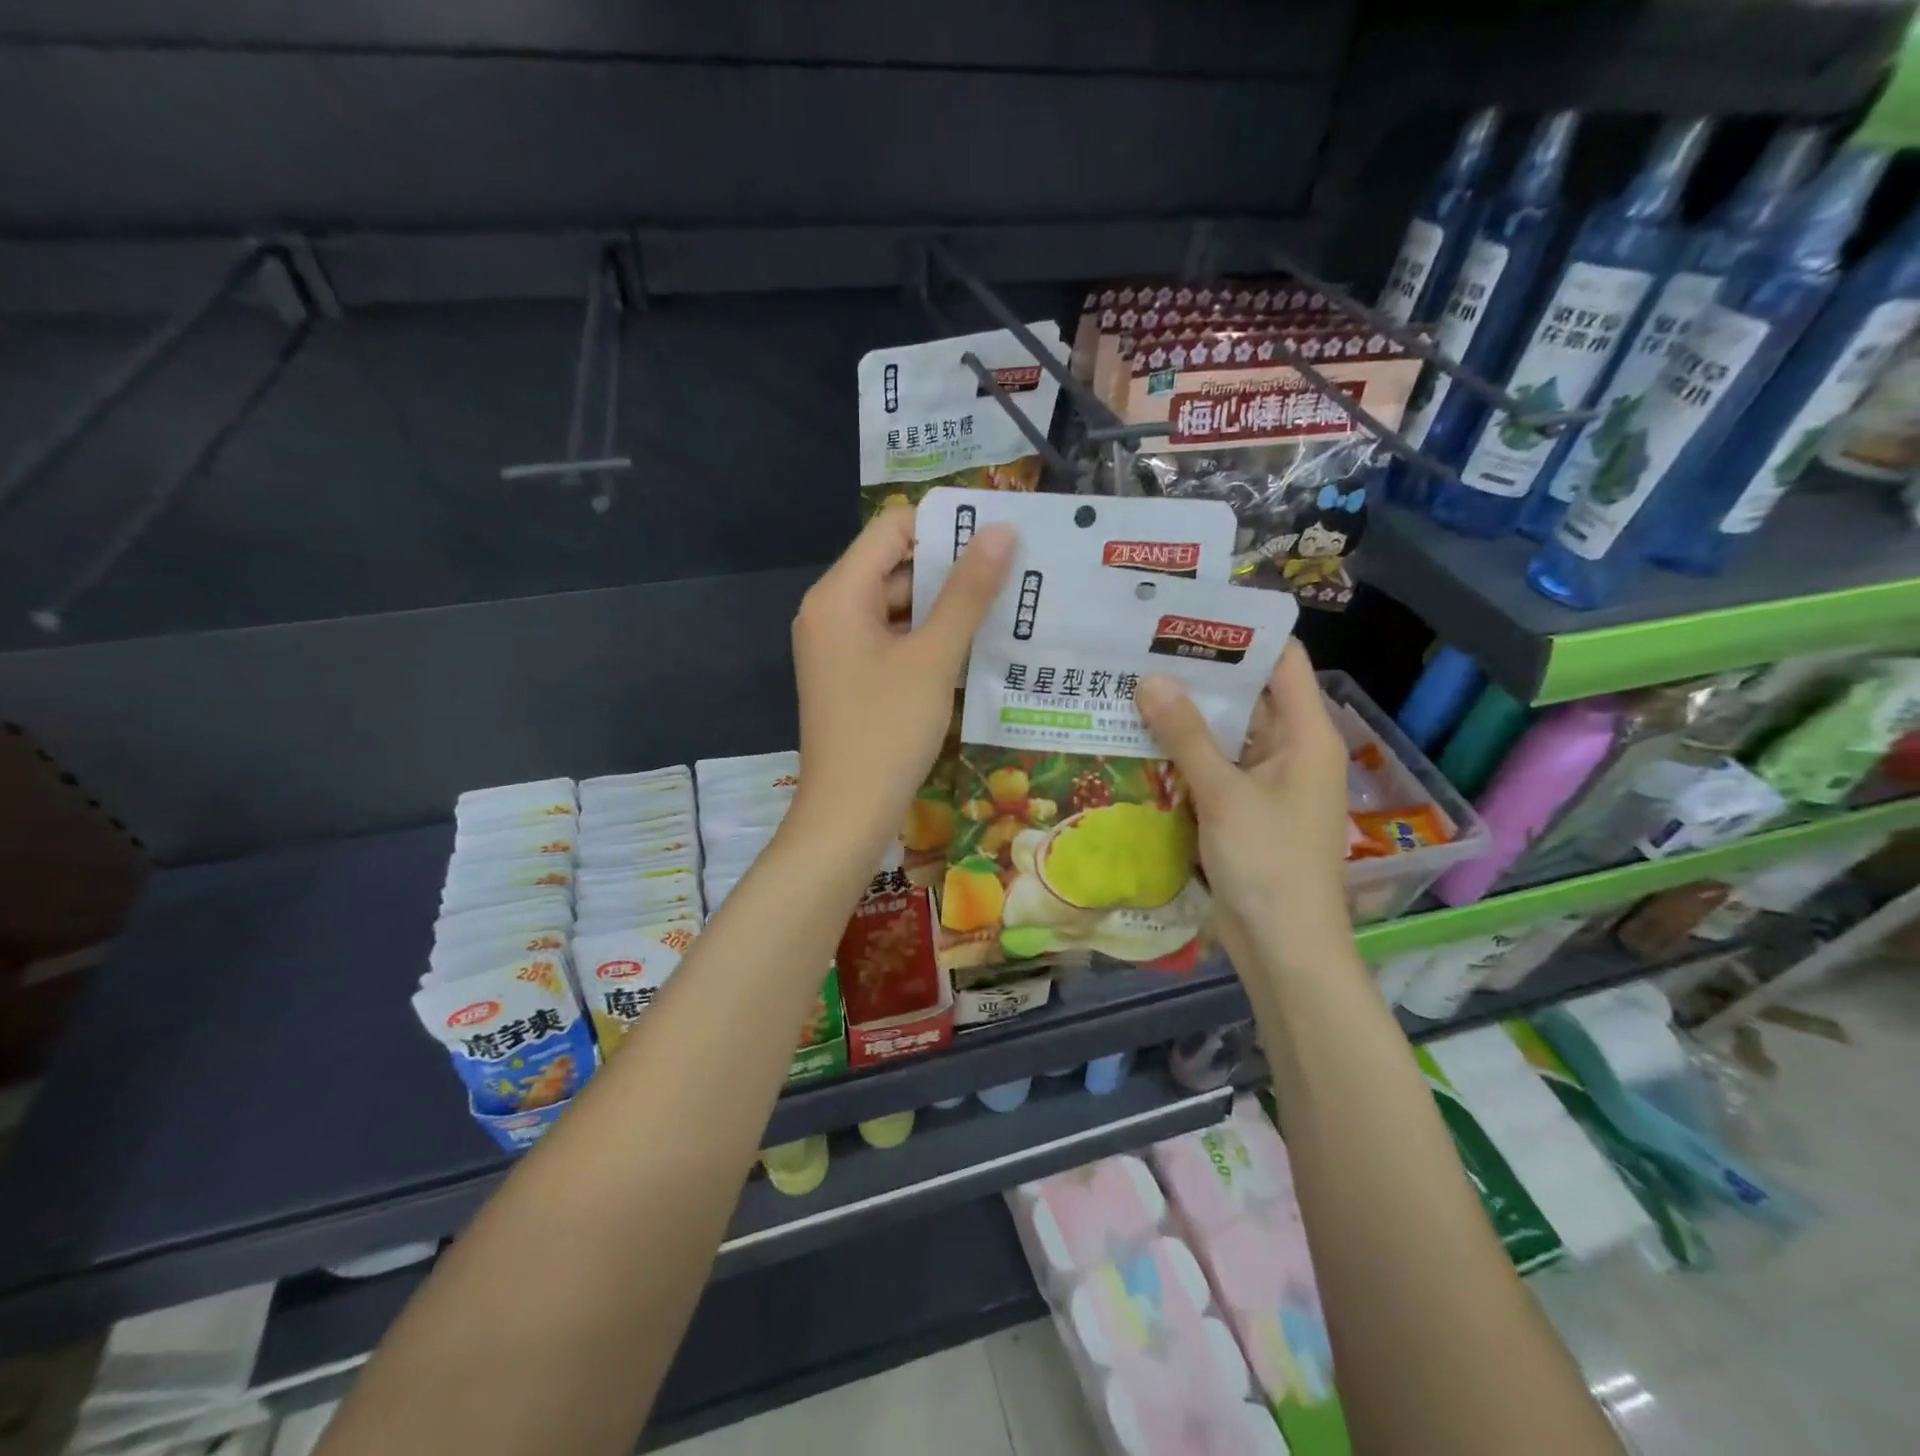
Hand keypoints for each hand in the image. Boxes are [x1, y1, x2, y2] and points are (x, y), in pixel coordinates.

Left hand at [790, 506, 1013, 857]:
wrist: (847, 815)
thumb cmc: (887, 730)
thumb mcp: (933, 657)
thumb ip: (967, 592)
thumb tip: (1001, 531)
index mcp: (839, 593)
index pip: (892, 528)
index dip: (944, 523)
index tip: (998, 532)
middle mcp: (831, 610)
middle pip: (895, 566)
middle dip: (952, 566)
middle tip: (1014, 568)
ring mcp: (839, 646)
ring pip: (898, 606)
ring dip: (946, 605)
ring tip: (1006, 603)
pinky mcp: (852, 676)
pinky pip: (893, 639)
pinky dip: (929, 637)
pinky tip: (975, 644)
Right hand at [1137, 642, 1354, 975]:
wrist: (1284, 948)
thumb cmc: (1269, 863)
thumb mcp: (1225, 794)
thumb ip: (1186, 736)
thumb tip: (1150, 679)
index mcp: (1306, 734)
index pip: (1281, 660)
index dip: (1242, 632)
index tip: (1188, 612)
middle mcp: (1289, 749)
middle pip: (1247, 694)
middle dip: (1198, 672)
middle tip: (1141, 646)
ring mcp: (1265, 782)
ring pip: (1223, 733)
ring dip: (1184, 715)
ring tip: (1130, 683)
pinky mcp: (1242, 810)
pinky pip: (1212, 768)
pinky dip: (1181, 754)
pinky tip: (1138, 739)